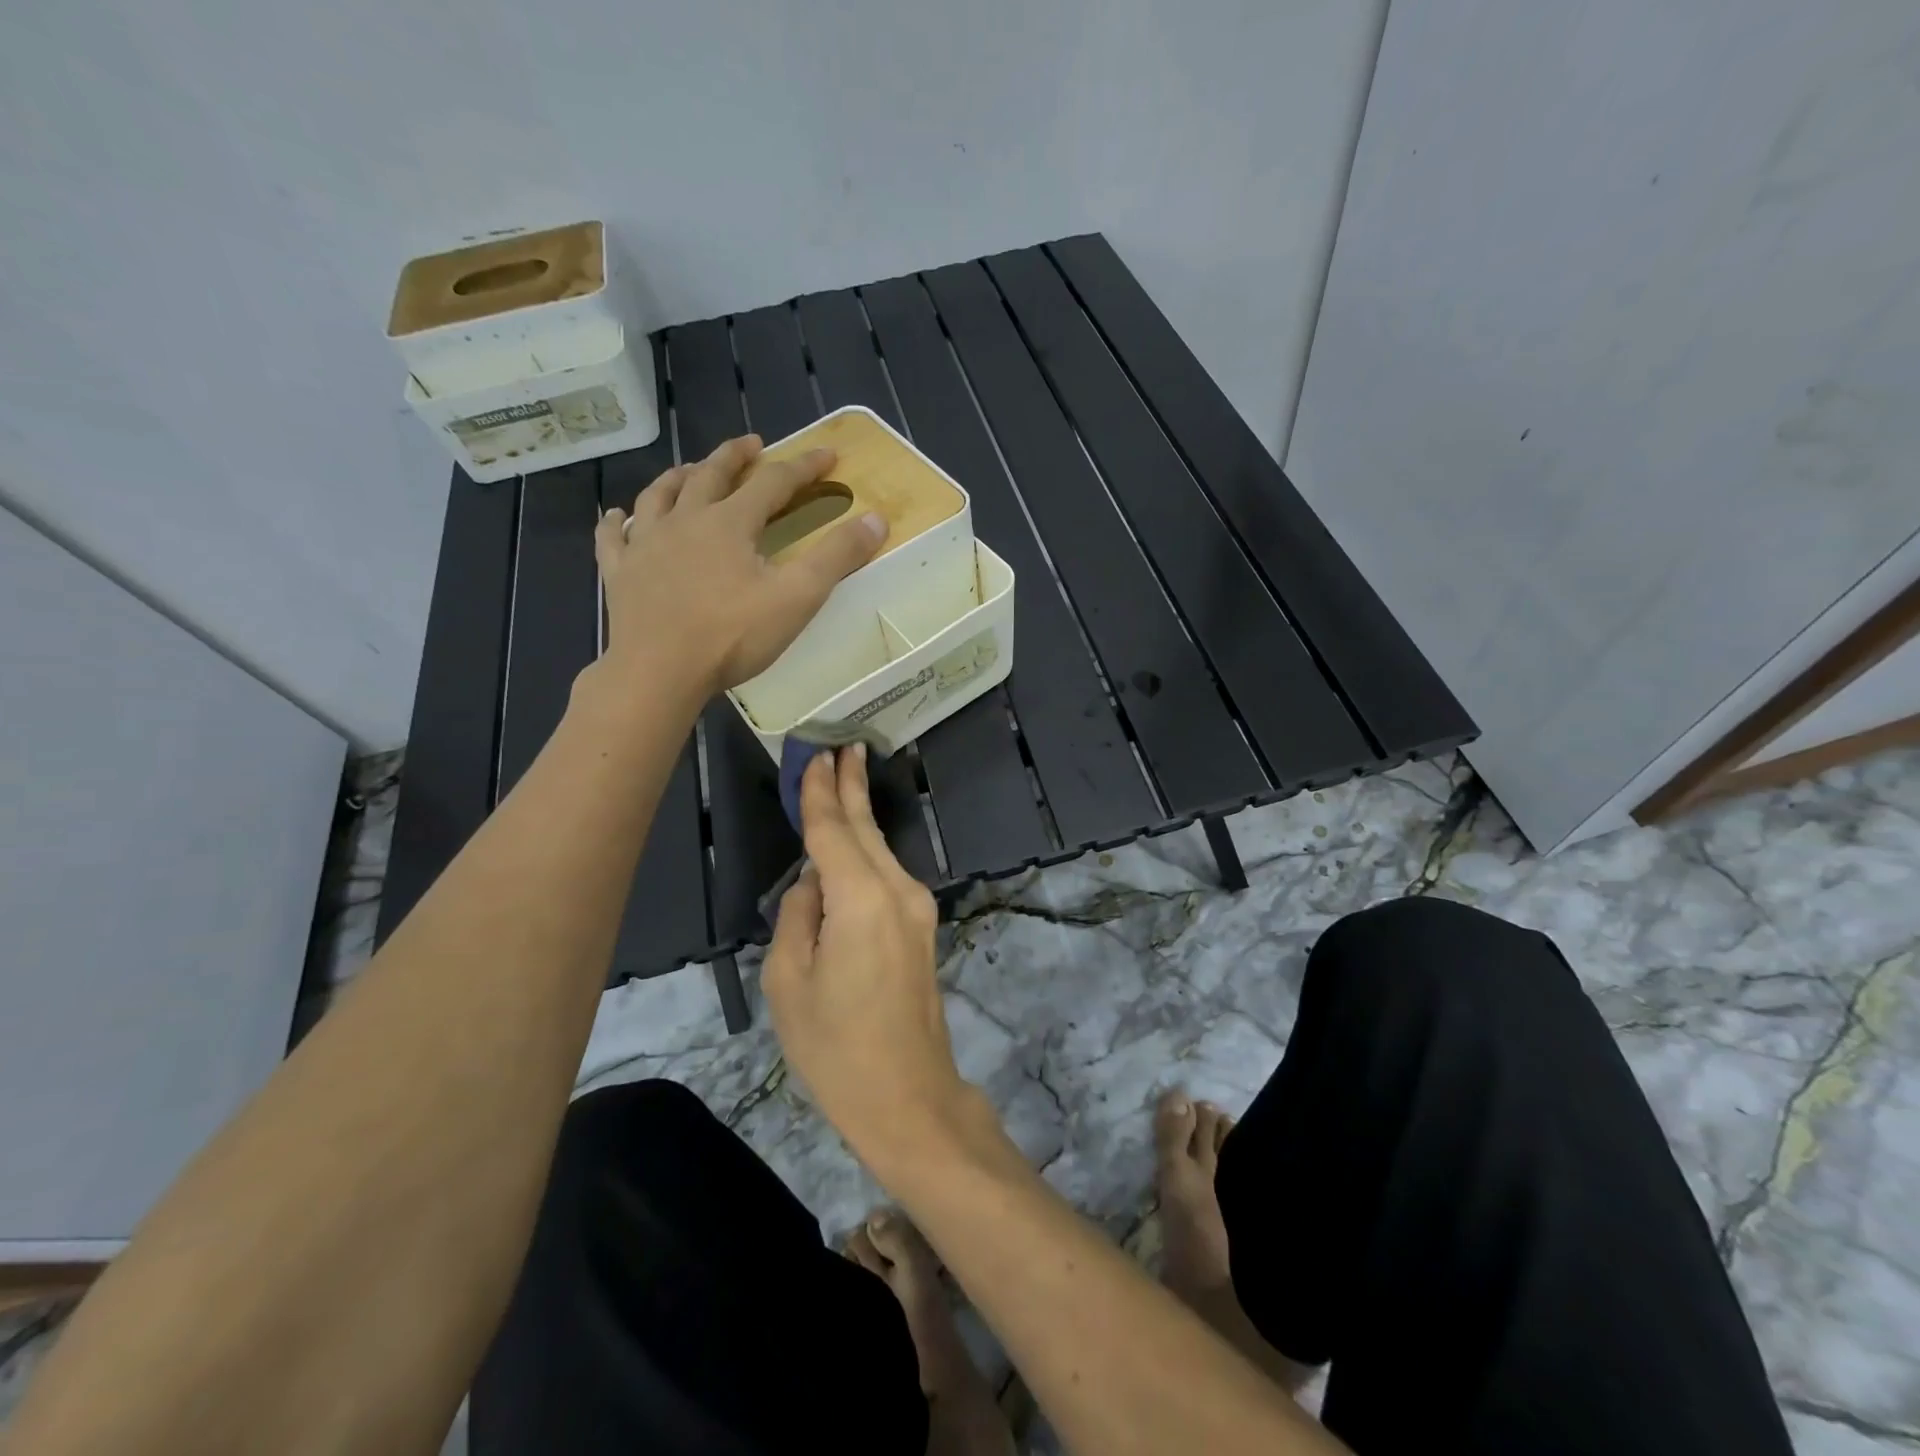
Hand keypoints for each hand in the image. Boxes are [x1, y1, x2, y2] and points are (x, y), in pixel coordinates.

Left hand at [594, 435, 886, 693]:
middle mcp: (684, 520)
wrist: (659, 670)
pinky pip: (614, 538)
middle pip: (711, 475)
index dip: (803, 467)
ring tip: (689, 470)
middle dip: (735, 456)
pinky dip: (617, 523)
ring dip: (678, 477)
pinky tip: (617, 517)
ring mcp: (646, 544)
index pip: (773, 482)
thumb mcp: (797, 597)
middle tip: (752, 444)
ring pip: (659, 495)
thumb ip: (837, 556)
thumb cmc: (732, 635)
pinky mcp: (620, 573)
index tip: (828, 455)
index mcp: (729, 523)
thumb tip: (875, 518)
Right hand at [763, 748, 972, 1160]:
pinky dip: (865, 851)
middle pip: (866, 829)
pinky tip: (851, 841)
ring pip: (879, 849)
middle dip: (851, 787)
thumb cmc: (836, 1047)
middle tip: (841, 747)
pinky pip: (886, 875)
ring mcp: (916, 908)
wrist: (908, 1095)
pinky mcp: (921, 926)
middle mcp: (897, 891)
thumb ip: (797, 917)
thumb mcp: (789, 982)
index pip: (833, 831)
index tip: (815, 755)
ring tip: (843, 779)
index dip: (819, 793)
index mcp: (860, 900)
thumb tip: (812, 883)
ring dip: (859, 815)